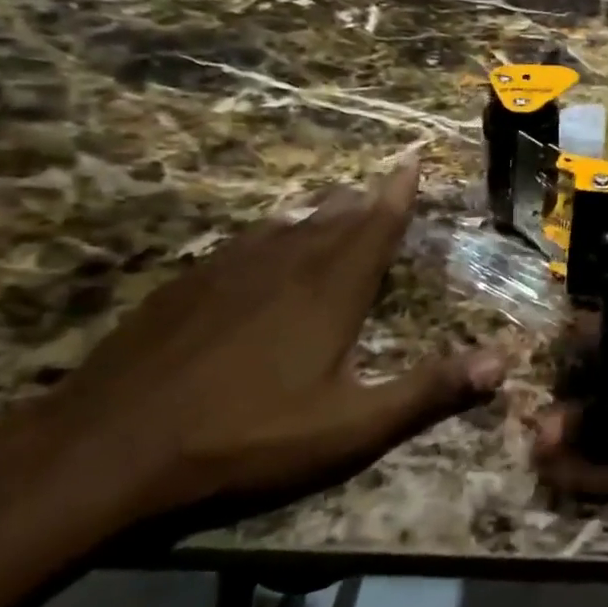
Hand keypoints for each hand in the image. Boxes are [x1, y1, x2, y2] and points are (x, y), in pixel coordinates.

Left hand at [17, 157, 503, 522]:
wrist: (105, 450)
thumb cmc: (245, 437)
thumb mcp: (351, 427)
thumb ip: (429, 392)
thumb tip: (503, 362)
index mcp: (330, 289)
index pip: (376, 224)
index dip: (399, 190)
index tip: (413, 156)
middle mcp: (285, 264)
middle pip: (335, 218)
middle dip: (365, 200)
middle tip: (384, 184)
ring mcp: (229, 271)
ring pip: (289, 226)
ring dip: (320, 214)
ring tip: (336, 205)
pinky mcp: (186, 287)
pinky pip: (245, 245)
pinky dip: (271, 237)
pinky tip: (263, 249)